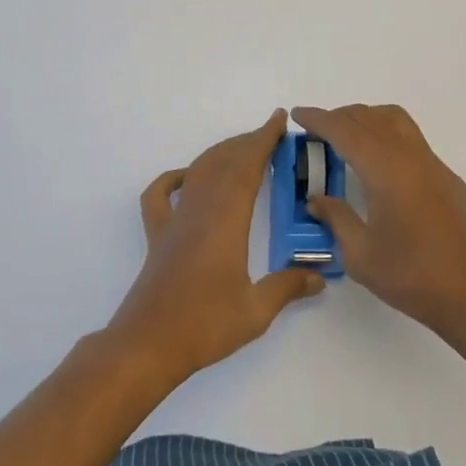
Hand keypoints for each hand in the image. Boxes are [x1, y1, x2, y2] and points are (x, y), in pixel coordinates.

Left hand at [107, 109, 324, 384]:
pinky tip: (186, 178)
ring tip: (241, 150)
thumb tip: (319, 278)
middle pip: (223, 162)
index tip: (278, 120)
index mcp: (226, 220)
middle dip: (247, 143)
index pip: (247, 167)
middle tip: (270, 135)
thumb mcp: (256, 311)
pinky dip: (173, 178)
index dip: (263, 140)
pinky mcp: (157, 236)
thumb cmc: (203, 326)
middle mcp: (199, 210)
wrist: (147, 346)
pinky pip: (160, 195)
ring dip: (220, 154)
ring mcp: (174, 221)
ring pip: (197, 172)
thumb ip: (287, 288)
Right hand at [293, 104, 465, 338]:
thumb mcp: (361, 256)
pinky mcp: (447, 177)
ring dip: (367, 119)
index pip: (346, 131)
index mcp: (386, 171)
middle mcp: (410, 157)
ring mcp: (433, 164)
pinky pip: (411, 139)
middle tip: (316, 130)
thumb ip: (336, 219)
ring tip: (347, 138)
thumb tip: (317, 199)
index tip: (298, 114)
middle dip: (340, 116)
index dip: (319, 119)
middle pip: (370, 118)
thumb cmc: (412, 277)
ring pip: (396, 121)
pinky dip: (387, 135)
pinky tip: (380, 165)